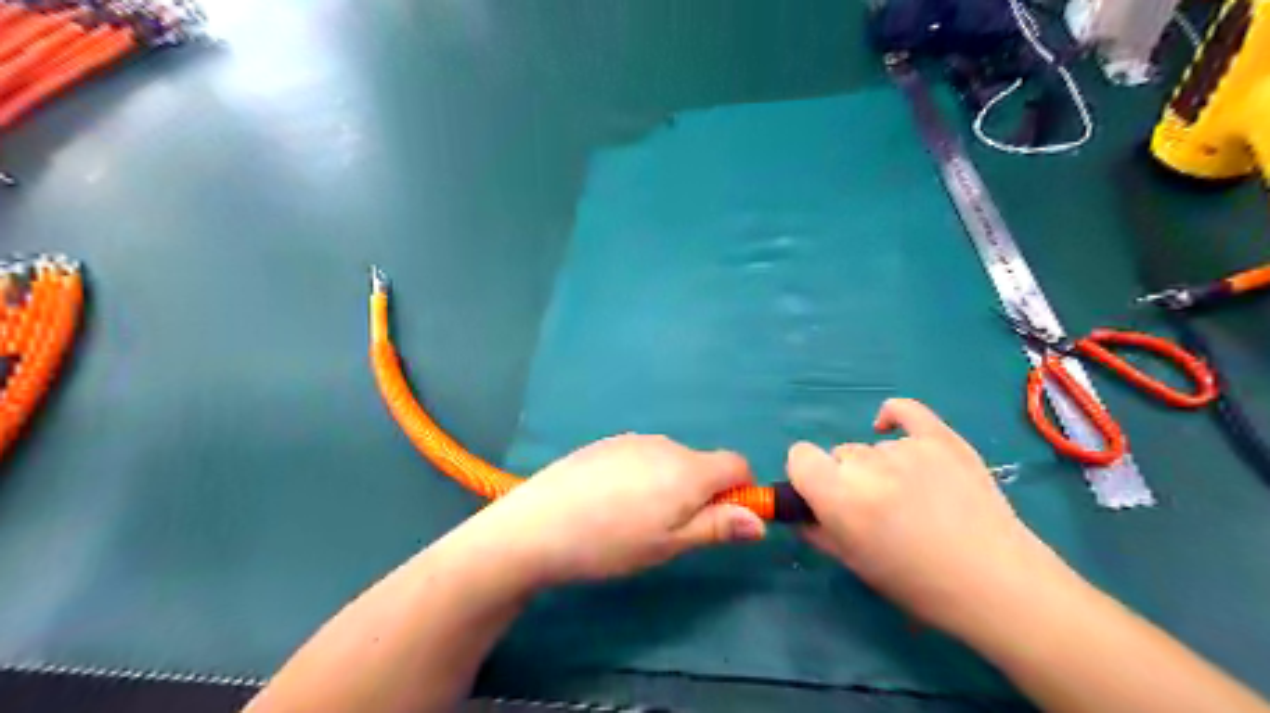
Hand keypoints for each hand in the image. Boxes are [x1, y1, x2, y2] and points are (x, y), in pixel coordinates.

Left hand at [465, 437, 766, 586]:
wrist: (538, 524)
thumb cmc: (611, 542)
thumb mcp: (669, 545)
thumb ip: (717, 527)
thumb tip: (760, 520)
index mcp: (688, 469)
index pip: (737, 464)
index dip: (740, 491)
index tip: (721, 520)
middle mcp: (666, 445)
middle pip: (702, 463)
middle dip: (701, 492)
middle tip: (669, 530)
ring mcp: (633, 440)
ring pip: (671, 460)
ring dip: (670, 484)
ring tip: (634, 519)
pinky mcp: (607, 443)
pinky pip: (642, 456)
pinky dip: (642, 476)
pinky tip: (610, 502)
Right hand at [791, 399, 1073, 637]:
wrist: (998, 583)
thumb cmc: (918, 584)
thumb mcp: (854, 564)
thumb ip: (816, 530)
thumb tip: (799, 511)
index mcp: (840, 497)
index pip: (799, 456)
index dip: (805, 474)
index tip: (820, 494)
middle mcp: (868, 465)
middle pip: (839, 454)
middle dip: (848, 476)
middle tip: (876, 508)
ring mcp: (907, 448)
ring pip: (873, 447)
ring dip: (880, 466)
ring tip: (913, 497)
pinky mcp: (942, 438)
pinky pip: (905, 410)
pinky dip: (893, 417)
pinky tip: (889, 427)